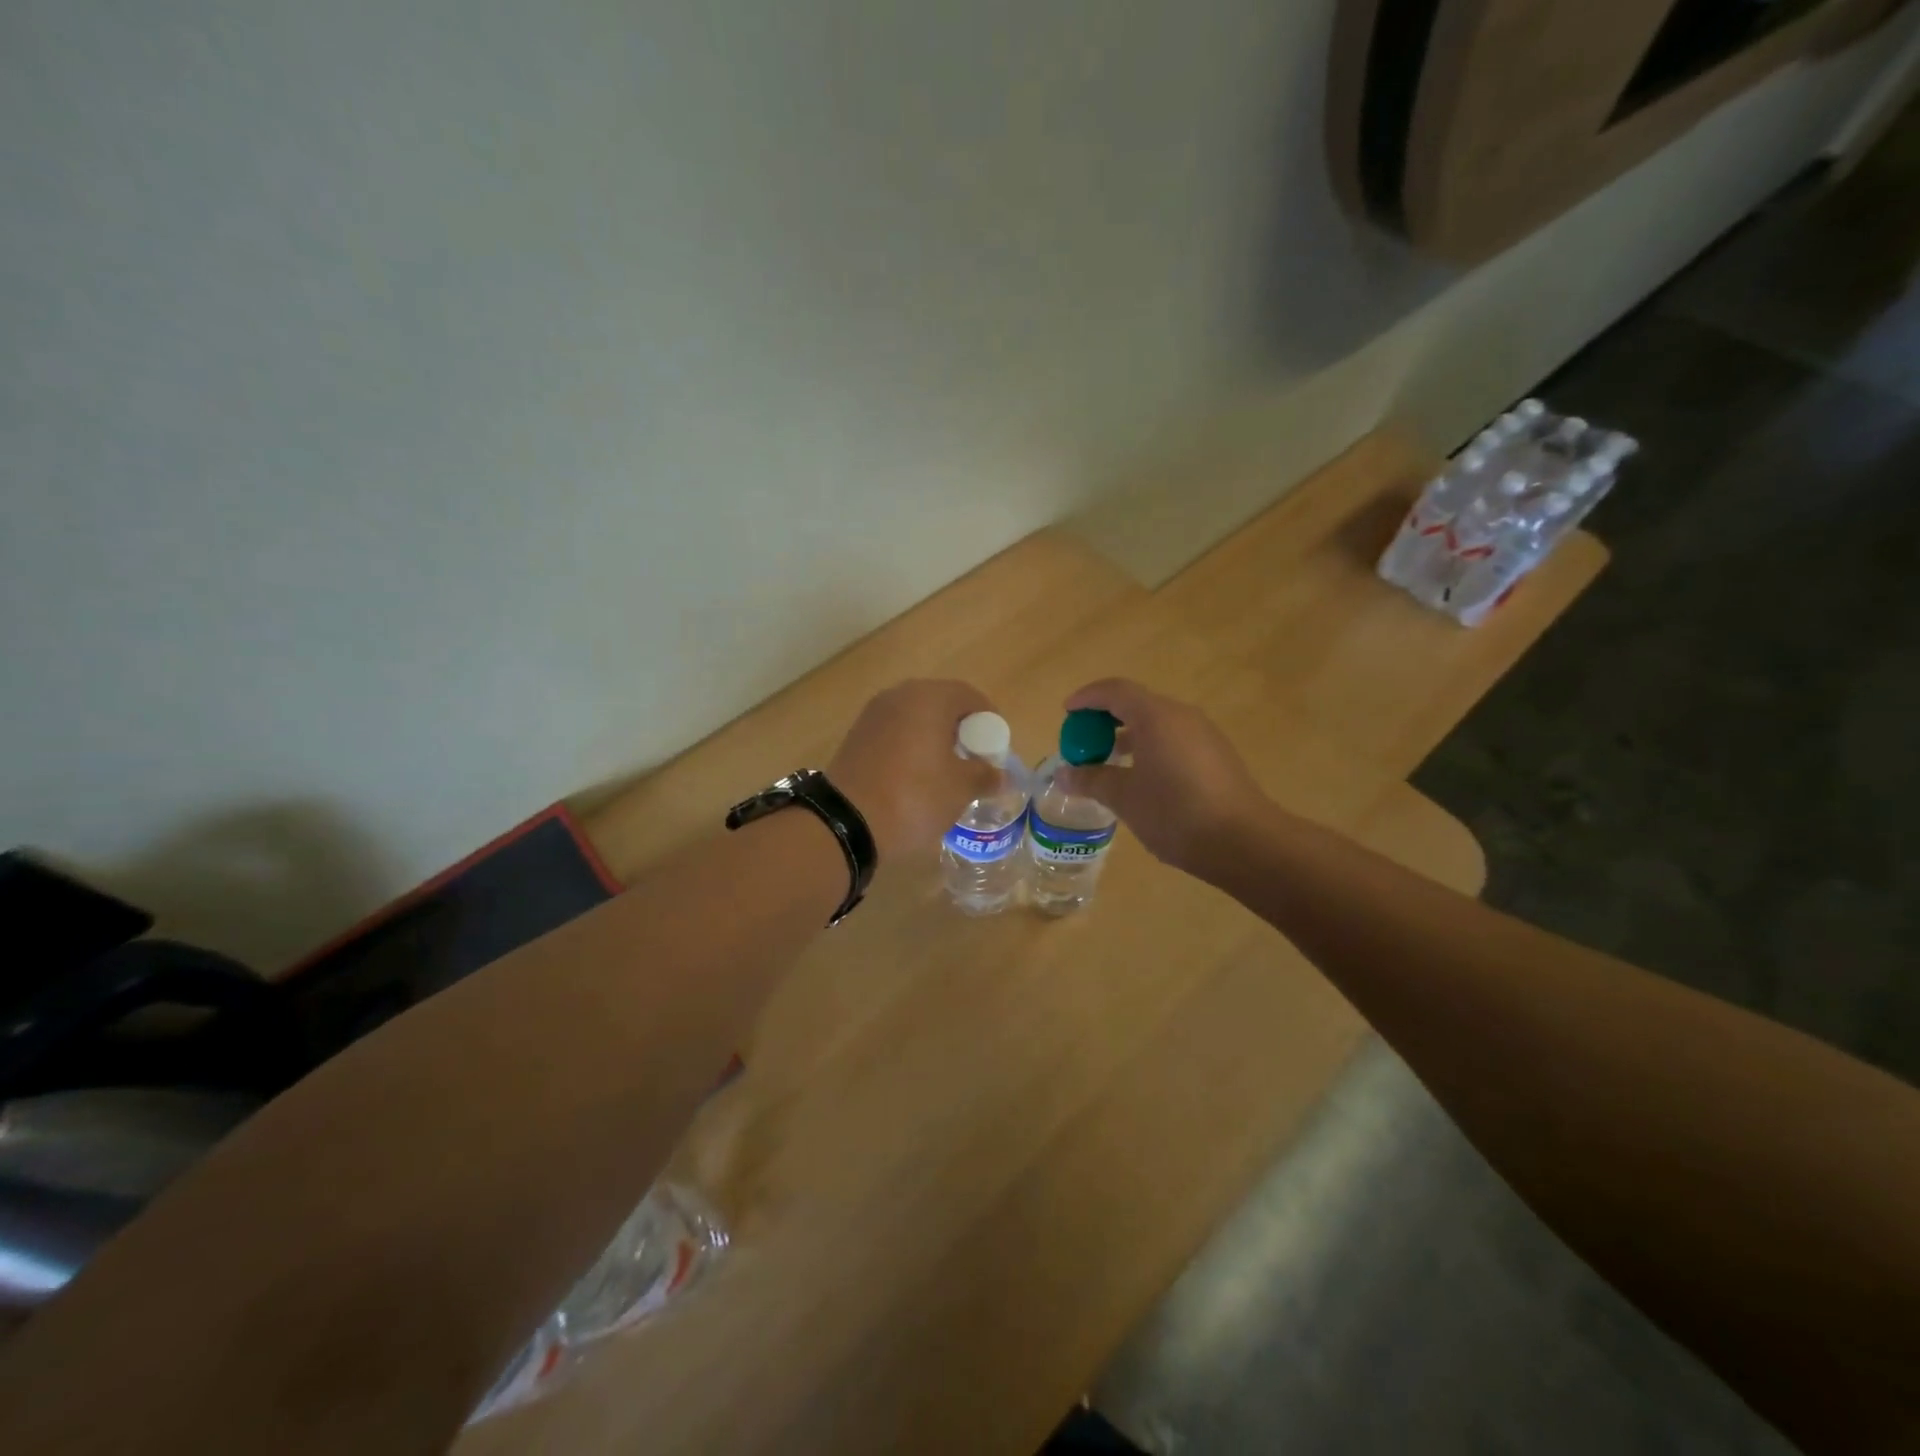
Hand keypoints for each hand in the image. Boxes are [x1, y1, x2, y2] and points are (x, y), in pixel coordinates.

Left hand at [827, 680, 998, 862]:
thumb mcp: (960, 788)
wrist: (846, 822)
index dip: (988, 720)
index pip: (969, 696)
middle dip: (961, 729)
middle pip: (941, 703)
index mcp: (929, 698)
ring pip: (915, 718)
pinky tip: (916, 776)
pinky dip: (911, 747)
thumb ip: (985, 775)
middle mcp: (899, 696)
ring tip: (946, 771)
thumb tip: (1001, 776)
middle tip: (974, 759)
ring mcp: (873, 715)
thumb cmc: (914, 796)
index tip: (996, 748)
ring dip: (934, 738)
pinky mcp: (856, 736)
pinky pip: (894, 733)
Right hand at [1058, 678, 1269, 882]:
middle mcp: (1182, 716)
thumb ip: (1091, 780)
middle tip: (1084, 742)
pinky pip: (1174, 740)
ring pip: (1157, 724)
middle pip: (1136, 704)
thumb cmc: (1175, 813)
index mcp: (1156, 716)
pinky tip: (1142, 779)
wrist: (1244, 842)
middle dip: (1105, 719)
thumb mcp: (1124, 798)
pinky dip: (1150, 748)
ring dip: (1128, 736)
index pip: (1115, 691)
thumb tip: (1064, 775)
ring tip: (1108, 763)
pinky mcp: (1217, 756)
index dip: (1087, 698)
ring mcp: (1204, 735)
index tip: (1067, 712)